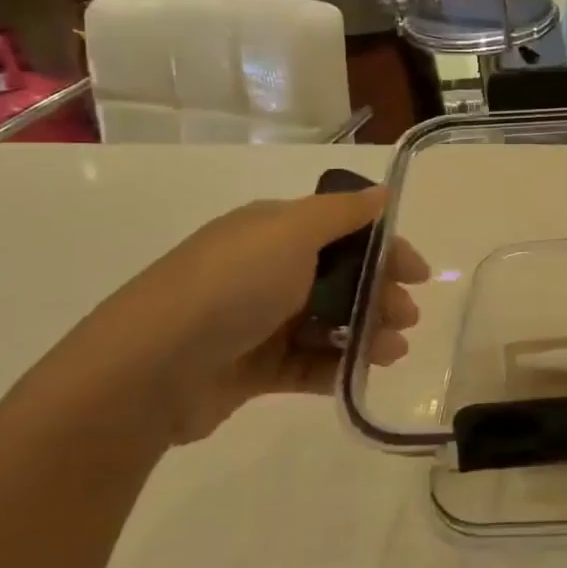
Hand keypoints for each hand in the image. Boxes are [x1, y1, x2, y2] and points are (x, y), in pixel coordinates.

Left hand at [53, 190, 428, 445]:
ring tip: (392, 351)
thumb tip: (381, 193)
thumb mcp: (290, 233)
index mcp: (273, 232)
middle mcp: (267, 271)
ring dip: (367, 332)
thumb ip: (341, 213)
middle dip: (381, 294)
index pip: (344, 231)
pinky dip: (338, 366)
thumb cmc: (230, 287)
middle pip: (341, 278)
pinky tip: (362, 374)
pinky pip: (308, 363)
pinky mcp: (252, 368)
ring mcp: (259, 321)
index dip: (385, 248)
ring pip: (330, 322)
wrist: (148, 370)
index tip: (418, 274)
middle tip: (408, 317)